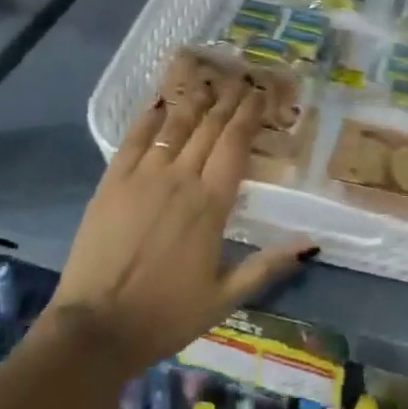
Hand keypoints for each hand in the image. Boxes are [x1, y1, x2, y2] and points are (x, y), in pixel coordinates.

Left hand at [45, 76, 313, 370]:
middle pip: (209, 128)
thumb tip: (310, 244)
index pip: (235, 145)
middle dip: (227, 101)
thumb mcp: (225, 297)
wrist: (96, 329)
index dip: (248, 116)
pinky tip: (158, 103)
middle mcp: (181, 179)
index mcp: (211, 204)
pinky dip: (149, 118)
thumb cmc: (166, 315)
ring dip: (194, 101)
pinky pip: (134, 139)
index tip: (259, 94)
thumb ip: (267, 265)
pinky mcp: (112, 182)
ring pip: (175, 127)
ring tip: (207, 83)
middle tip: (239, 79)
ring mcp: (143, 177)